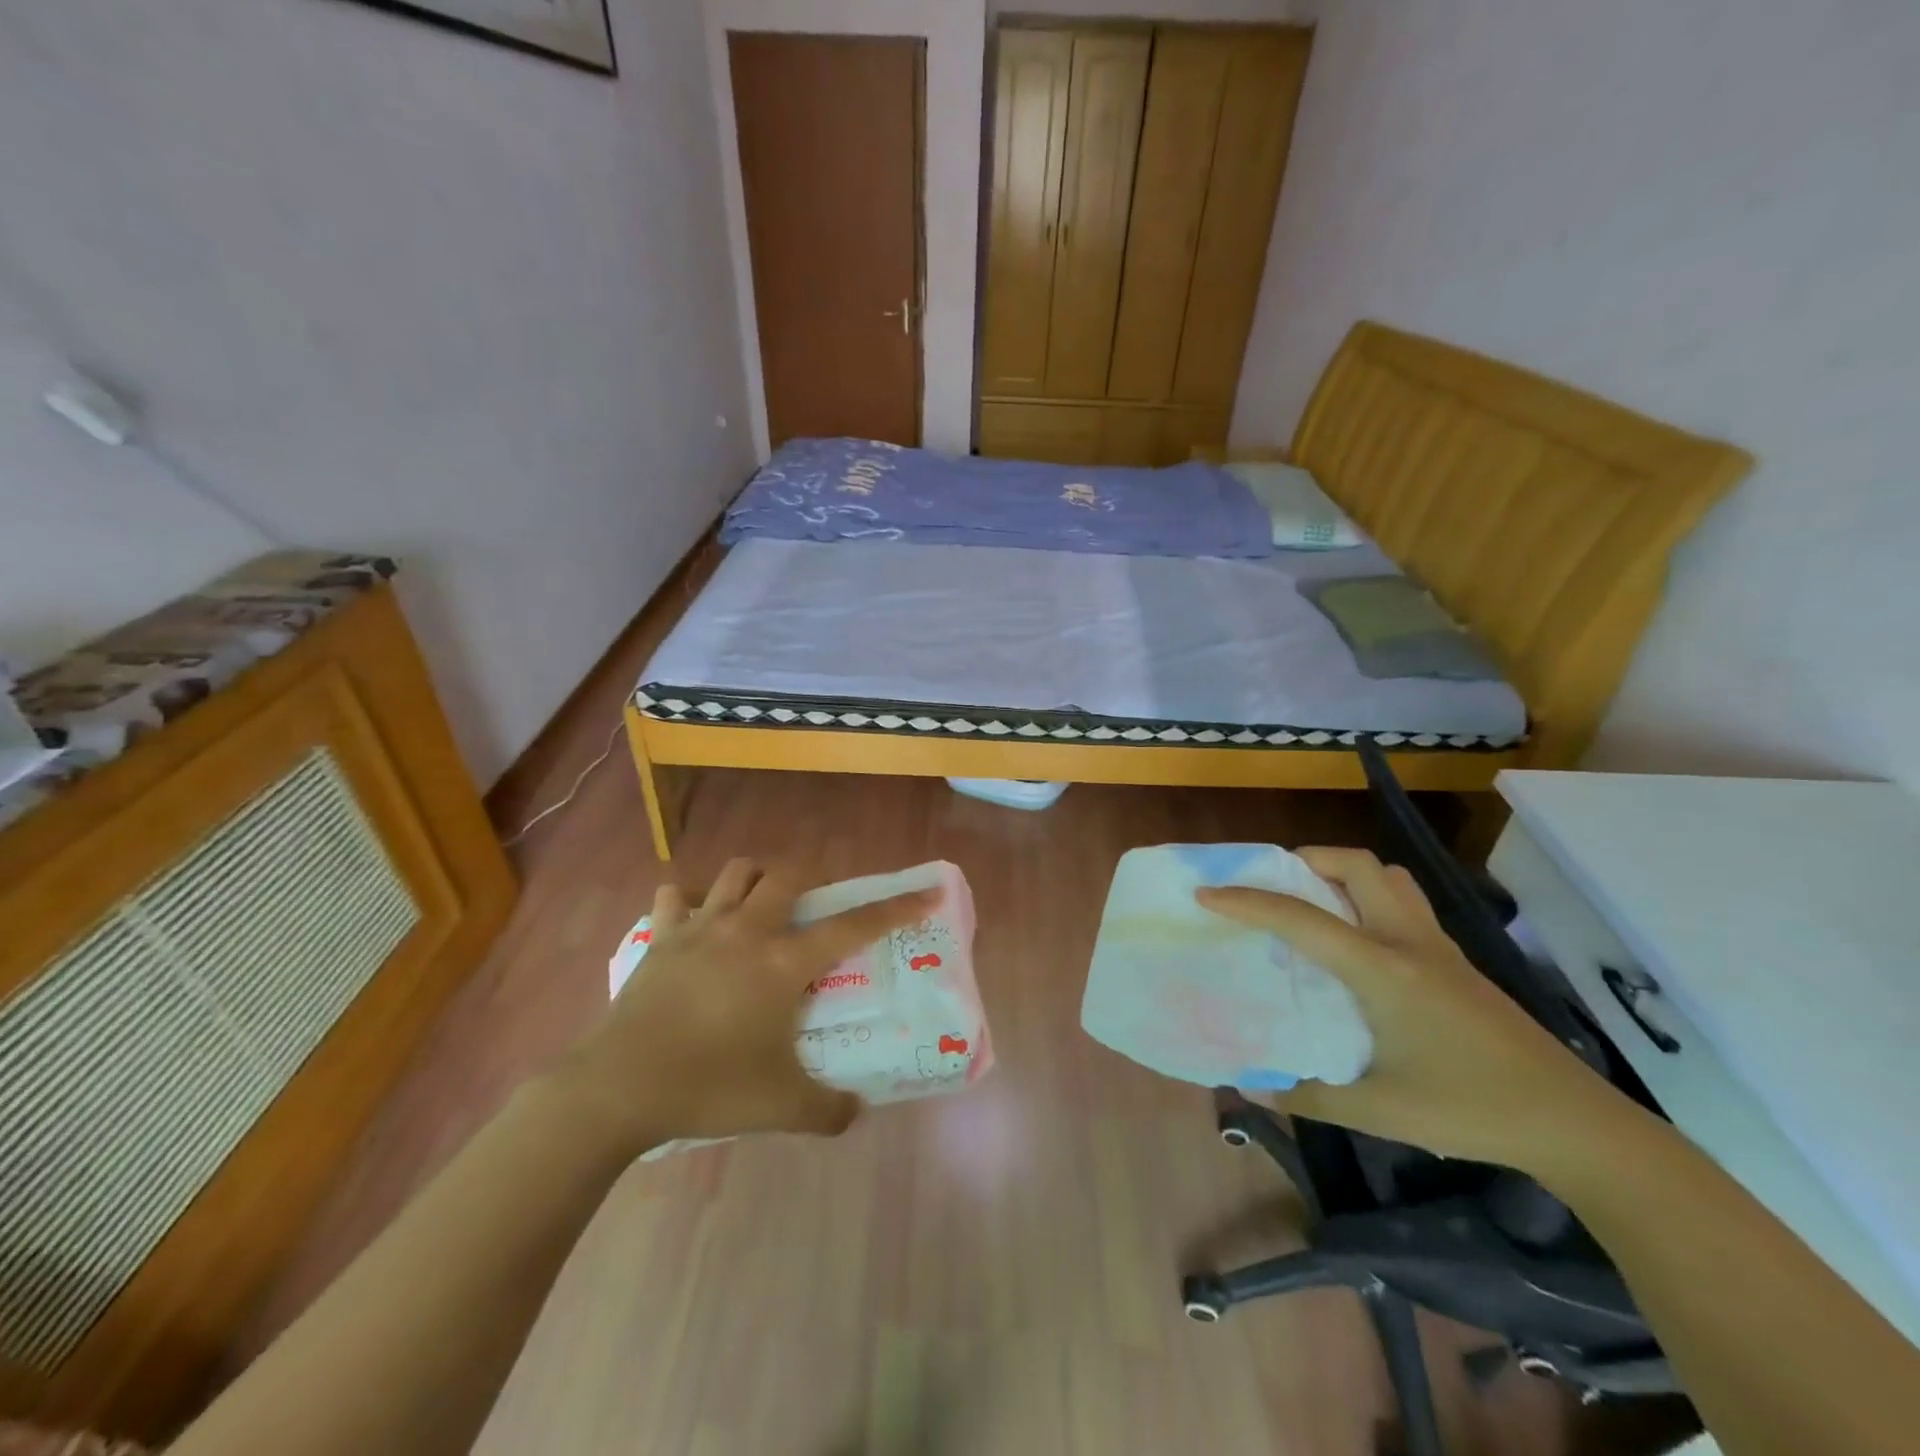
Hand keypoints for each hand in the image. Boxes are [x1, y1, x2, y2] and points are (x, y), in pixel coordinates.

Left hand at [549, 859, 937, 1156]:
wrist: (620, 1087)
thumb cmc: (710, 1086)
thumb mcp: (781, 1108)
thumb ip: (828, 1111)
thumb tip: (855, 1113)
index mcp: (784, 963)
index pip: (853, 925)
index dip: (894, 908)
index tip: (925, 892)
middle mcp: (748, 931)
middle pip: (788, 876)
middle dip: (809, 882)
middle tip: (811, 912)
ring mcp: (701, 929)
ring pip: (737, 873)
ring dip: (755, 879)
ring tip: (759, 907)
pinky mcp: (662, 939)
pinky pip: (676, 899)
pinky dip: (690, 901)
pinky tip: (694, 922)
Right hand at [1196, 847, 1627, 1170]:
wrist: (1575, 1124)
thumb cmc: (1471, 1110)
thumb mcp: (1379, 1110)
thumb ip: (1307, 1095)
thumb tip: (1250, 1088)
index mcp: (1382, 969)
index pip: (1301, 917)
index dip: (1247, 901)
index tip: (1206, 893)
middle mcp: (1408, 941)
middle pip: (1355, 864)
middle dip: (1304, 859)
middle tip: (1271, 884)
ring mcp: (1437, 946)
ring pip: (1386, 876)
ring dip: (1342, 871)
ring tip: (1311, 900)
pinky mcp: (1456, 960)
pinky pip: (1402, 902)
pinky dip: (1367, 896)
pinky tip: (1357, 941)